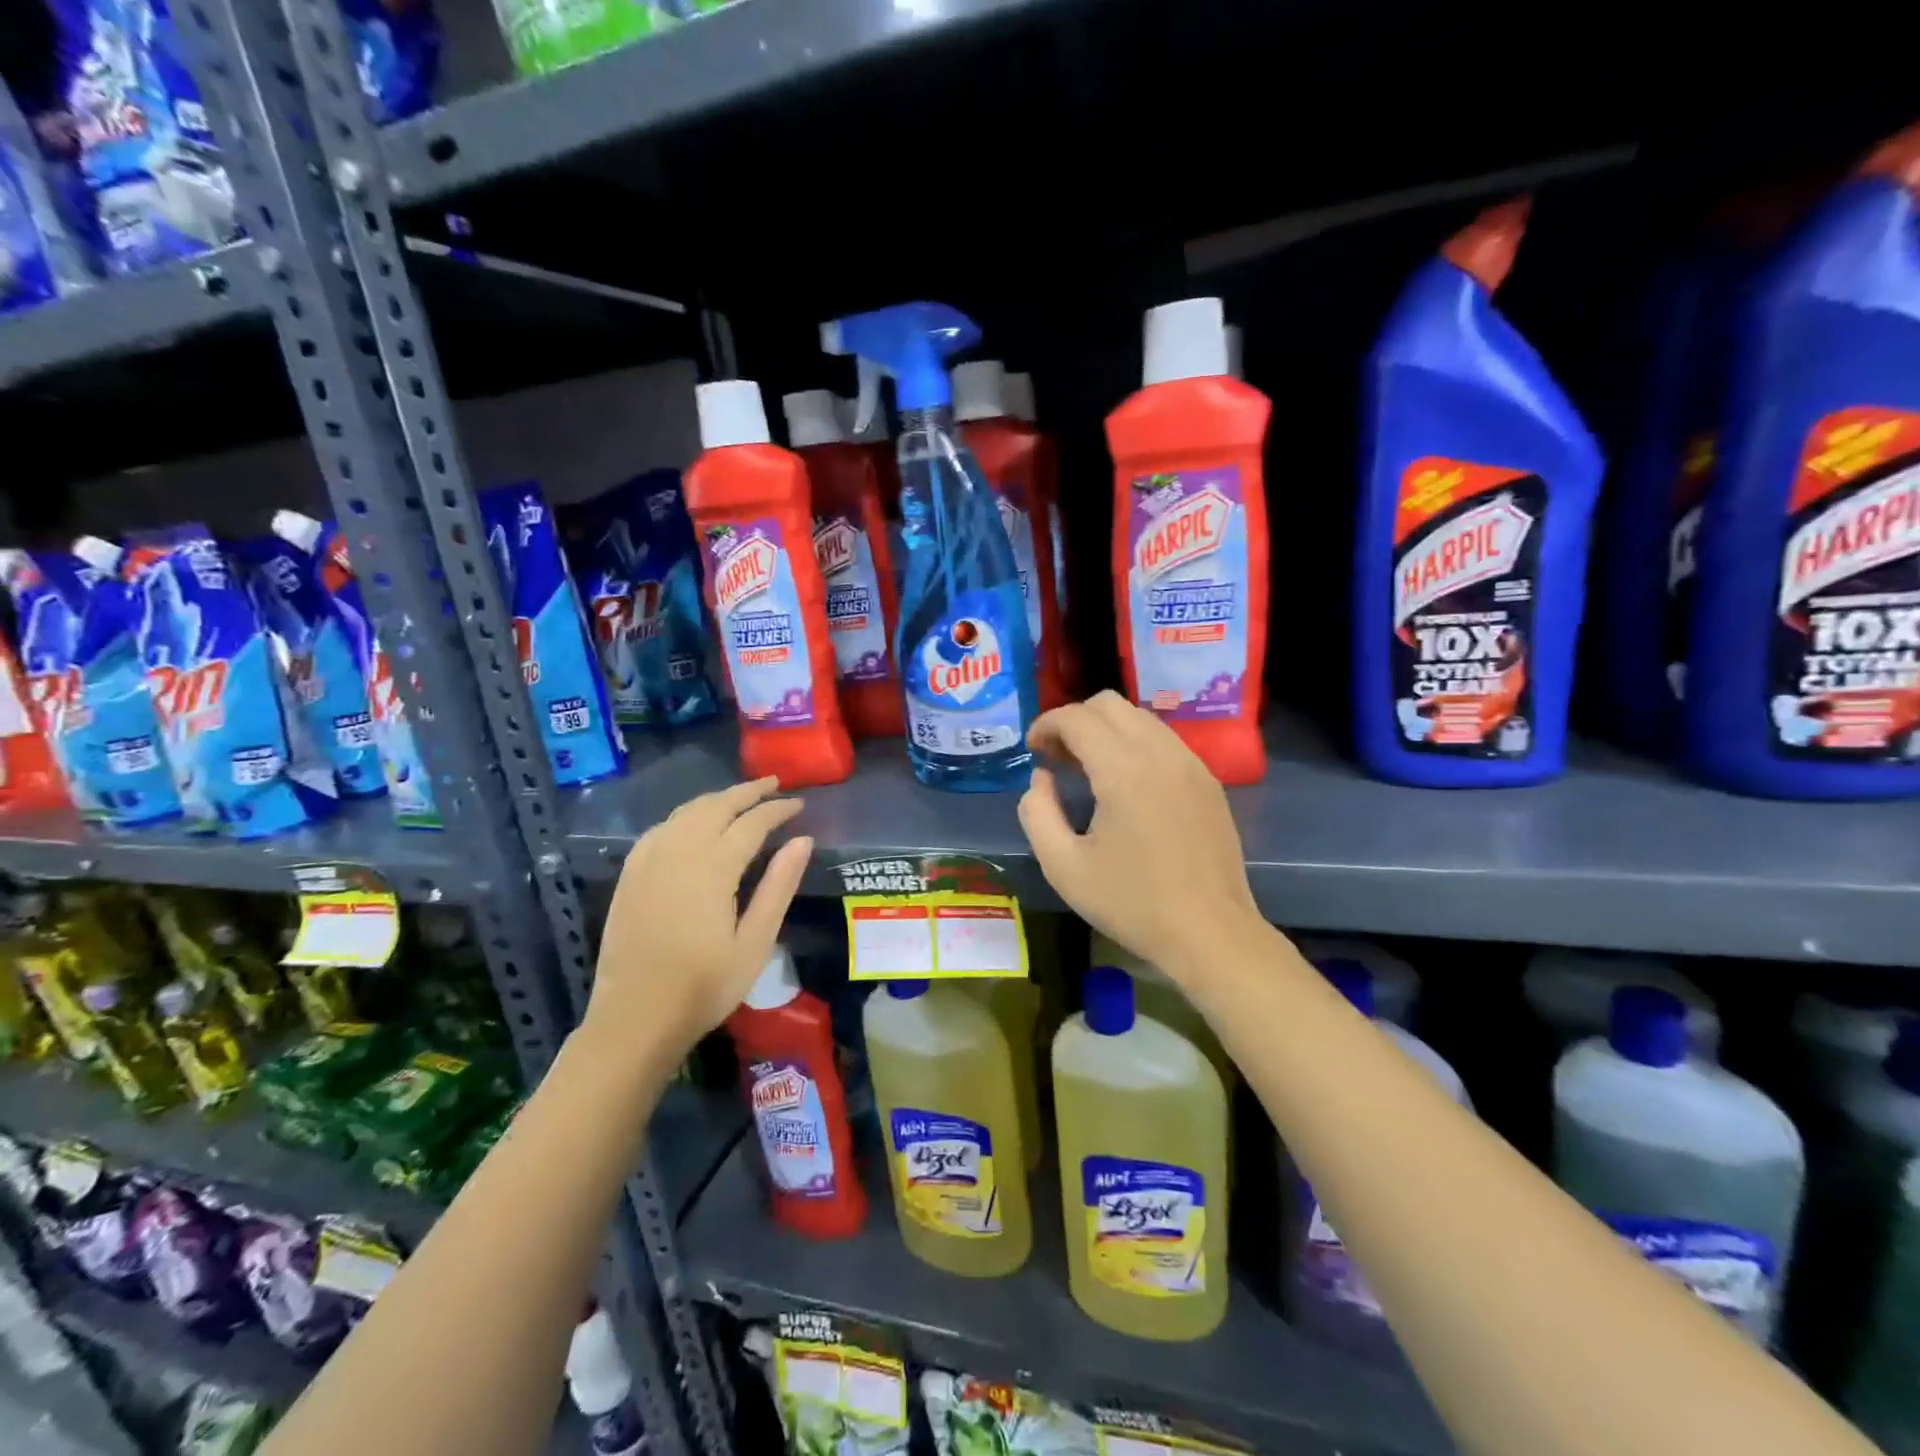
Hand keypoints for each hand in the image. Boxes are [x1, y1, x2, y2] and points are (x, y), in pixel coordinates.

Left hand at [588, 778, 812, 1051]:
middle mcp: (678, 853)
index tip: (798, 803)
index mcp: (712, 868)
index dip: (777, 809)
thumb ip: (779, 887)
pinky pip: (661, 828)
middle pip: (716, 806)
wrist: (635, 1020)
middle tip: (774, 784)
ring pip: (686, 812)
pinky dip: (685, 816)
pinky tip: (694, 823)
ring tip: (741, 797)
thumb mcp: (755, 942)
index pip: (751, 823)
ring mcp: (648, 861)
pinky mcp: (630, 875)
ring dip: (716, 799)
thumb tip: (802, 840)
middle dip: (747, 791)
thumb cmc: (704, 987)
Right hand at [1018, 692, 1263, 982]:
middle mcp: (1161, 753)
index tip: (1032, 751)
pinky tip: (1125, 784)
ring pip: (1140, 718)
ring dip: (1106, 730)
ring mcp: (1191, 764)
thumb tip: (1042, 779)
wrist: (1211, 934)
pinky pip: (1164, 741)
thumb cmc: (1133, 904)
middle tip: (1057, 758)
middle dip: (1075, 720)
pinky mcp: (1208, 781)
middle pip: (1110, 704)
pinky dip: (1134, 745)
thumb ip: (1038, 813)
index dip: (1046, 725)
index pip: (1077, 718)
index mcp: (1124, 770)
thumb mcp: (1064, 867)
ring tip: (1088, 770)